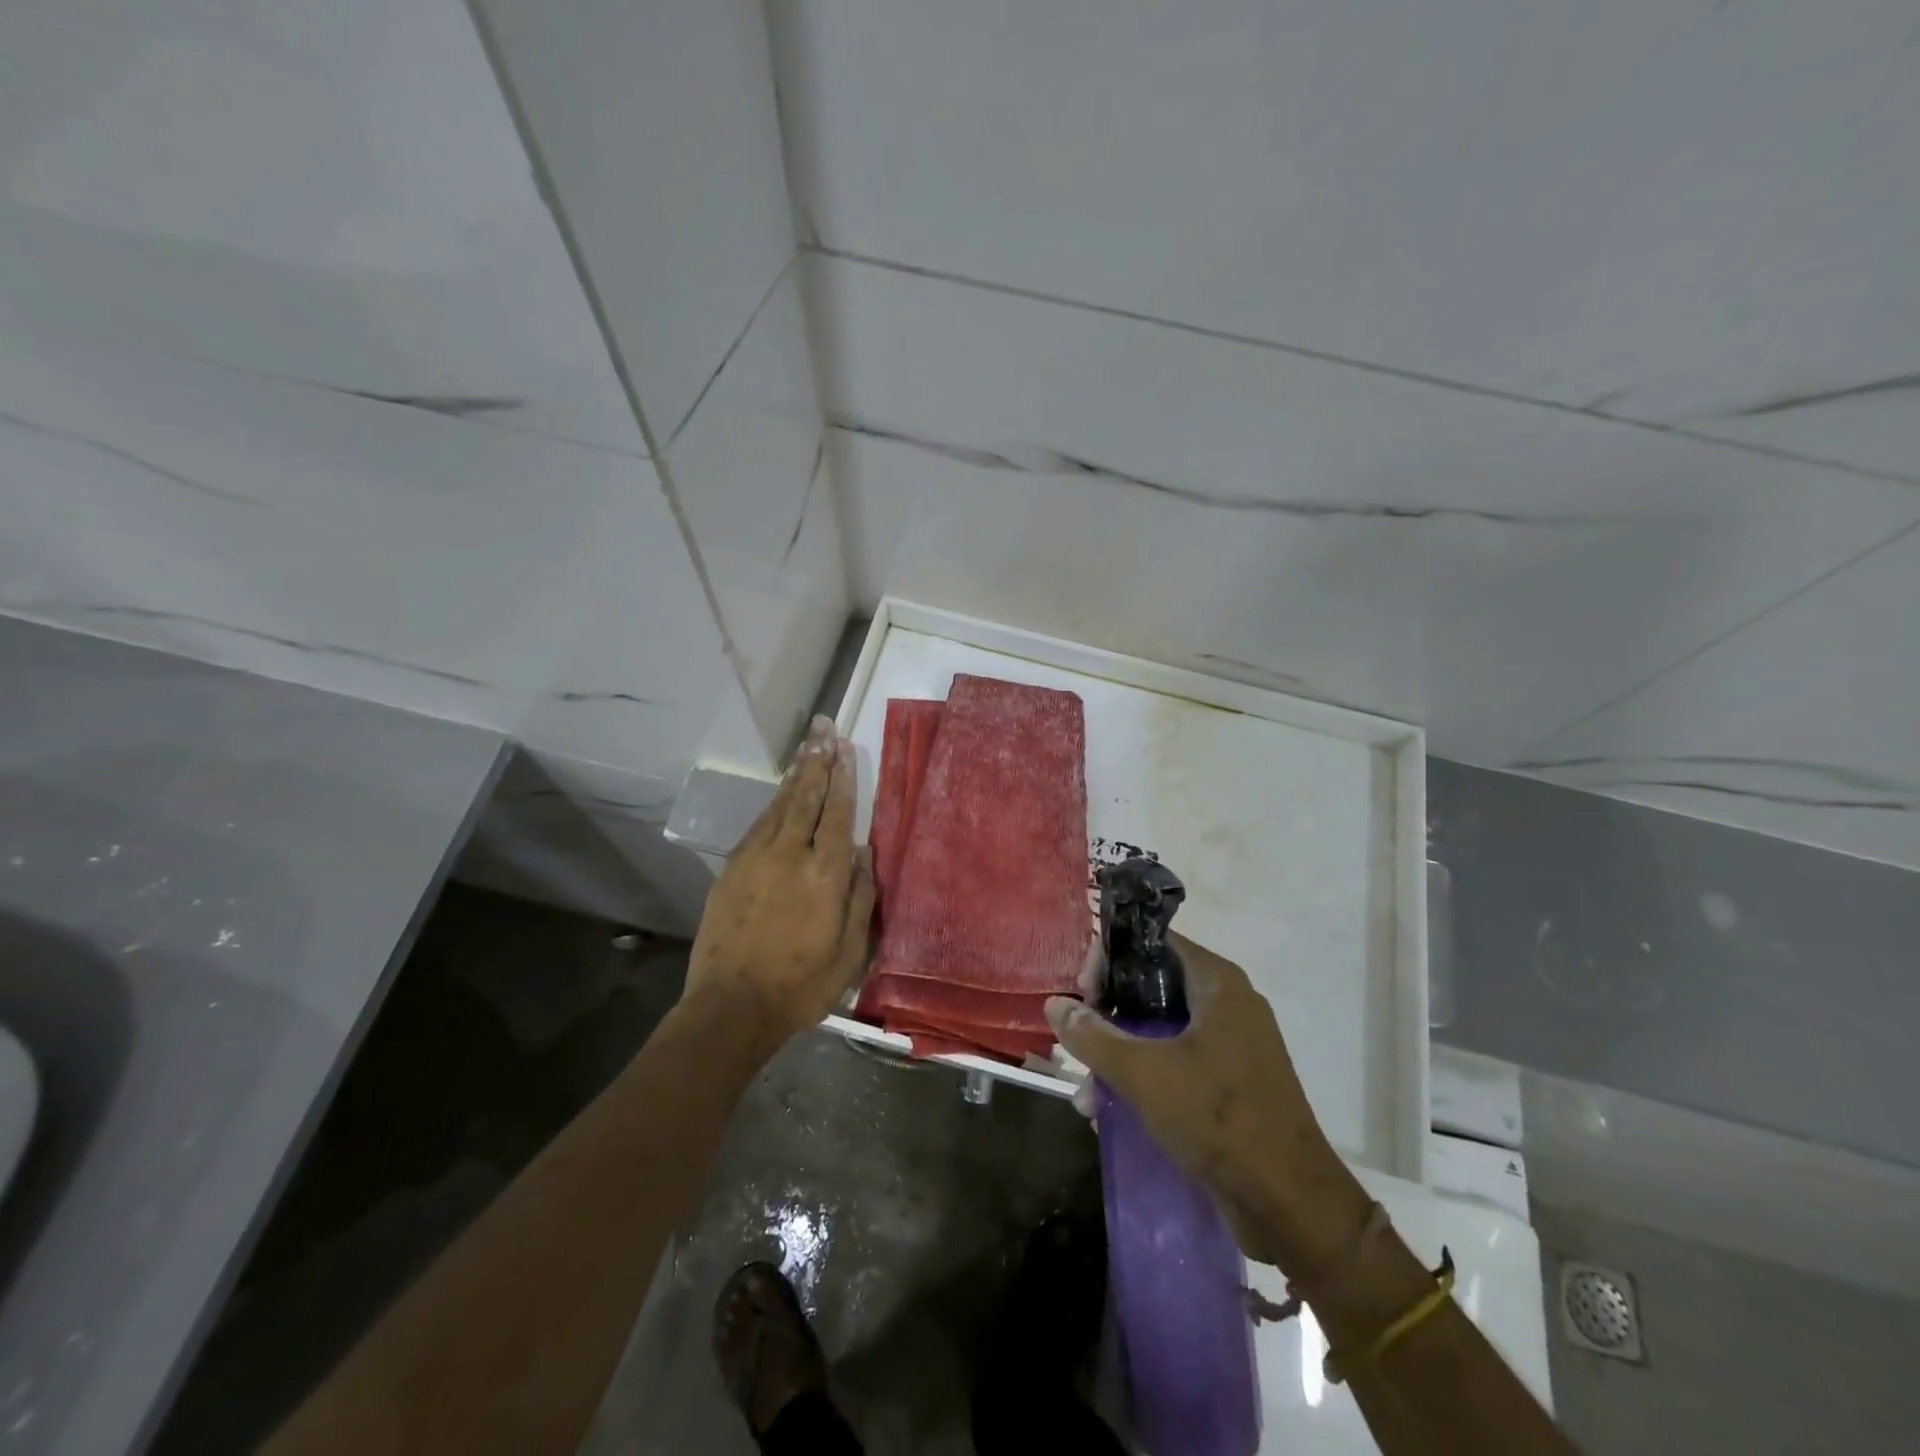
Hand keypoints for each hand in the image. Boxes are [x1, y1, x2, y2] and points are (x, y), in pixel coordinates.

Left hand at [684, 716, 875, 1057]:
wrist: (731, 1007)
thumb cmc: (800, 986)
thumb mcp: (849, 952)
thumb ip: (860, 898)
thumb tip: (864, 854)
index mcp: (825, 874)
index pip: (837, 813)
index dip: (843, 778)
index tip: (845, 748)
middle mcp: (790, 855)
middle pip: (806, 797)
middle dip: (817, 760)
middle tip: (822, 729)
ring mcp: (755, 859)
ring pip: (779, 805)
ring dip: (795, 775)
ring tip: (806, 749)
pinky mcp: (731, 870)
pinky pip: (757, 825)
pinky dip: (773, 803)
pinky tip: (780, 794)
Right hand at [1045, 933, 1369, 1272]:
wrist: (1291, 1204)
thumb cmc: (1218, 1118)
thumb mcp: (1143, 1073)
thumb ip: (1093, 1036)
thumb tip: (1055, 1005)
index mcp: (1217, 983)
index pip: (1153, 942)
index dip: (1111, 956)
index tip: (1081, 989)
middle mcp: (1228, 1004)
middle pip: (1153, 987)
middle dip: (1108, 1016)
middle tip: (1077, 1039)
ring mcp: (1233, 1046)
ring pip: (1161, 1032)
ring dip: (1120, 1057)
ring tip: (1087, 1098)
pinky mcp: (1232, 1085)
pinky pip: (1177, 1064)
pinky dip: (1145, 1079)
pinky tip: (1112, 1112)